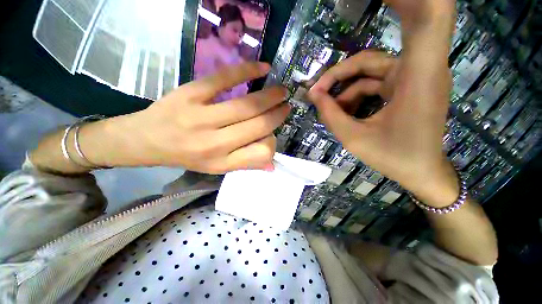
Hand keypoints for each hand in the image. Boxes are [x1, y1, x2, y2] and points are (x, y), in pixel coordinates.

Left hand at [99, 62, 289, 173]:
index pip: (260, 151)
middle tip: (286, 103)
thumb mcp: (218, 167)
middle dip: (277, 114)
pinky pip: (224, 79)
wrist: (146, 140)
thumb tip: (273, 162)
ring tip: (281, 90)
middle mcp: (214, 143)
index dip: (274, 138)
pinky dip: (247, 71)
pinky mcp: (191, 93)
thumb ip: (246, 163)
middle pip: (257, 126)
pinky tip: (263, 68)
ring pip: (246, 105)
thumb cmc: (187, 156)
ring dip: (269, 96)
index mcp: (221, 162)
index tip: (278, 126)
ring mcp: (201, 116)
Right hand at [308, 0, 456, 205]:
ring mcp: (411, 79)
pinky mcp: (406, 88)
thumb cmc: (394, 157)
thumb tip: (314, 96)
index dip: (411, 0)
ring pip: (367, 73)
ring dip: (343, 91)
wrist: (421, 172)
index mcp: (416, 77)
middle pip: (368, 58)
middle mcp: (417, 70)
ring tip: (328, 111)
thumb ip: (331, 115)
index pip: (426, 19)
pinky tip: (343, 112)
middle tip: (315, 90)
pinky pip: (372, 84)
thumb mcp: (353, 139)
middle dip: (339, 74)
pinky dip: (354, 96)